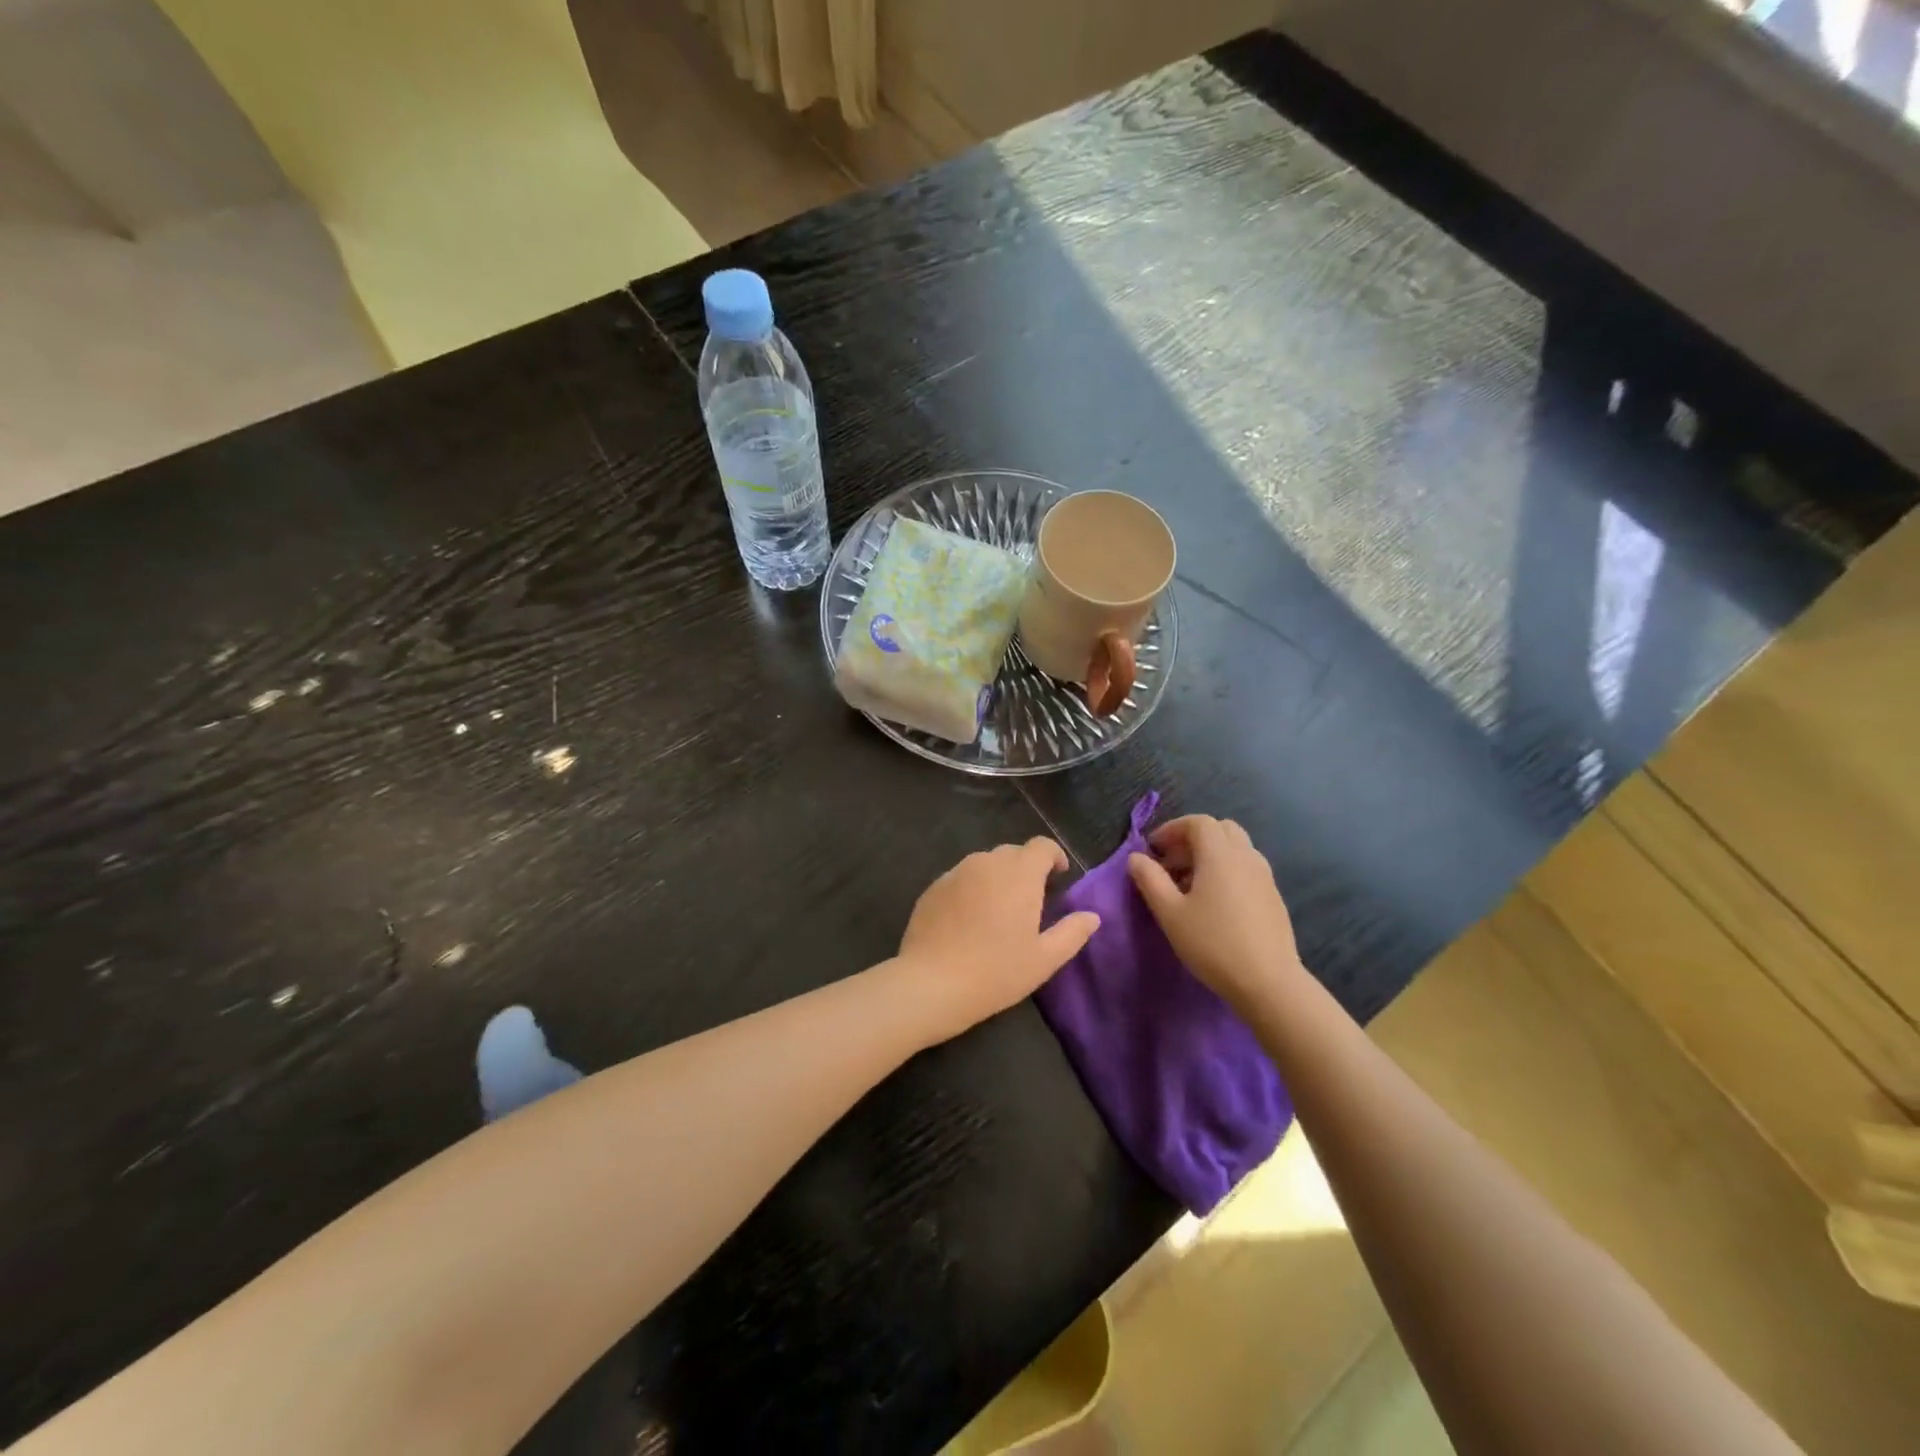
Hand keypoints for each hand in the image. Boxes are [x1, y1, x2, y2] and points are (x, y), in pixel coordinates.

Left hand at [898, 838, 1099, 1040]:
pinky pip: (961, 878)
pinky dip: (972, 888)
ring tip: (1000, 910)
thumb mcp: (1044, 959)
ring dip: (998, 877)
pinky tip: (970, 919)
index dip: (1054, 856)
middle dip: (1026, 868)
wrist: (931, 983)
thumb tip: (1092, 916)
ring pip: (985, 863)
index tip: (1059, 876)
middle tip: (1032, 900)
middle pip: (1013, 852)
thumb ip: (1072, 932)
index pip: (1041, 846)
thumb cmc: (996, 971)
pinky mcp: (934, 887)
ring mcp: (956, 872)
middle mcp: (987, 863)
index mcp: (1019, 874)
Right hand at [1127, 816, 1302, 1015]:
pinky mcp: (1273, 897)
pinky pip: (1246, 868)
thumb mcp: (1170, 913)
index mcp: (1220, 855)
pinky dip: (1226, 870)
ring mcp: (1264, 876)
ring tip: (1189, 885)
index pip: (1198, 822)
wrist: (1269, 982)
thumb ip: (1149, 879)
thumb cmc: (1213, 944)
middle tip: (1171, 863)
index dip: (1172, 829)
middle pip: (1220, 829)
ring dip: (1210, 855)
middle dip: (1193, 839)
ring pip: (1236, 849)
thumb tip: (1137, 858)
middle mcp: (1246, 857)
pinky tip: (1215, 902)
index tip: (1153, 850)